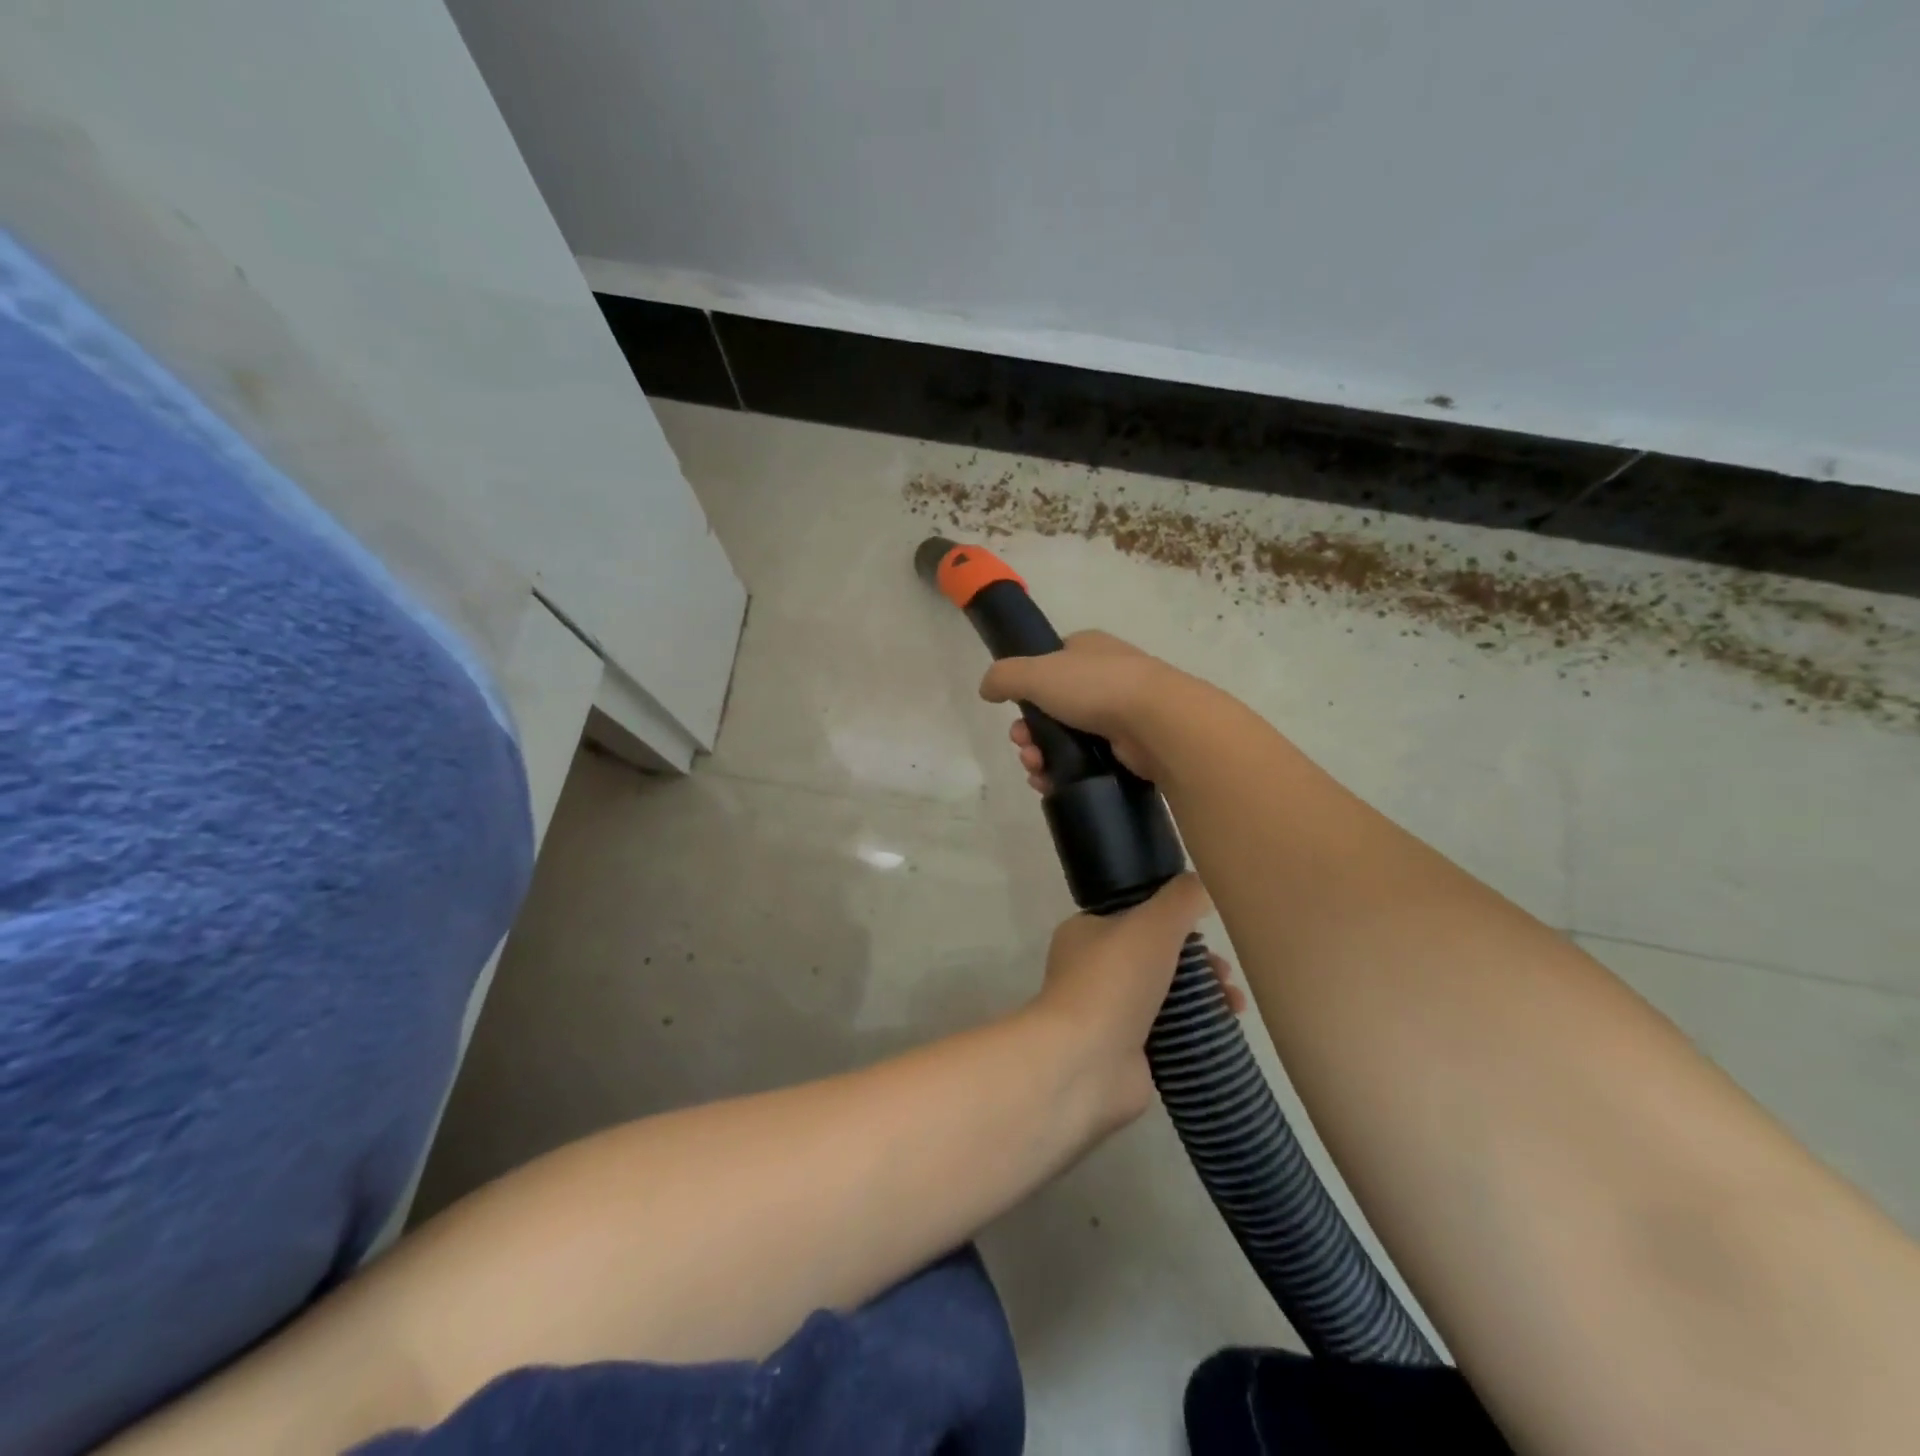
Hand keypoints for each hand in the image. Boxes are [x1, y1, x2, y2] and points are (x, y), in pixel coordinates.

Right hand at [980, 630, 1194, 788]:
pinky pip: (1086, 762)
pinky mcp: (1129, 748)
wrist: (1157, 722)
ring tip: (1037, 770)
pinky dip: (1063, 773)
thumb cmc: (1095, 686)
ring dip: (1041, 755)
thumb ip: (1003, 676)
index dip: (1025, 690)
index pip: (1048, 665)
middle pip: (1052, 708)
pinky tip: (1050, 783)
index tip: (1014, 712)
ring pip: (1066, 738)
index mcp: (1088, 649)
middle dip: (1029, 732)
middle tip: (1024, 747)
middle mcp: (1105, 677)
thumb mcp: (1036, 672)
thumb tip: (986, 689)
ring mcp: (1121, 713)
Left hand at [1031, 872, 1244, 1132]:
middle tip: (1225, 972)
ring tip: (1234, 1004)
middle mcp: (1092, 970)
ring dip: (1204, 995)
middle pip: (1155, 957)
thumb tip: (1202, 883)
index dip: (1173, 920)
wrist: (1086, 1062)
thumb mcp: (1152, 923)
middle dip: (1196, 961)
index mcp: (1086, 932)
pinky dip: (1196, 1029)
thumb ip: (1181, 899)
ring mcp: (1108, 1013)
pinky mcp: (1127, 1052)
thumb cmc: (1114, 981)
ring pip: (1165, 995)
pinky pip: (1169, 1033)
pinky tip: (1225, 1029)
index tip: (1206, 929)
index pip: (1134, 916)